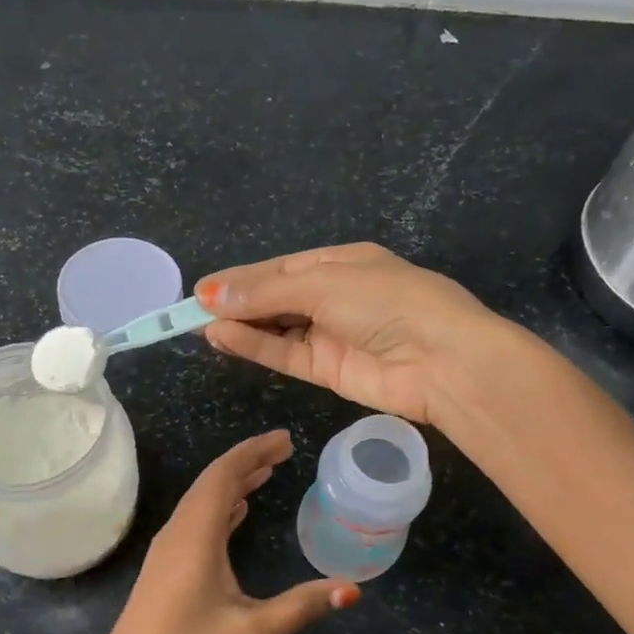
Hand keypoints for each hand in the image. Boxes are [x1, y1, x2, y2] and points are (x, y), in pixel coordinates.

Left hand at [84, 431, 358, 633]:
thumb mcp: (252, 631)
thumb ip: (301, 606)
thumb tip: (352, 590)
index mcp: (196, 534)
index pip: (225, 474)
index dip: (255, 451)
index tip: (287, 440)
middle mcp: (178, 532)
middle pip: (212, 481)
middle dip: (248, 461)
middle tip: (284, 451)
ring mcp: (166, 549)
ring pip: (202, 500)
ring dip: (233, 482)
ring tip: (267, 473)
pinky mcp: (163, 567)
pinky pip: (195, 520)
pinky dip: (220, 506)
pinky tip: (236, 512)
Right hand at [197, 243, 501, 424]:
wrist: (442, 360)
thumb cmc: (387, 301)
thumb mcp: (324, 282)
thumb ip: (266, 291)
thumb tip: (210, 294)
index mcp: (341, 262)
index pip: (280, 268)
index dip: (241, 278)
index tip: (202, 289)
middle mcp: (335, 296)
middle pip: (275, 298)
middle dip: (237, 302)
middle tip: (190, 310)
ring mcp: (332, 335)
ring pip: (276, 328)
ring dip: (241, 326)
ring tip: (198, 325)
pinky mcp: (329, 371)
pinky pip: (284, 354)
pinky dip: (255, 347)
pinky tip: (223, 338)